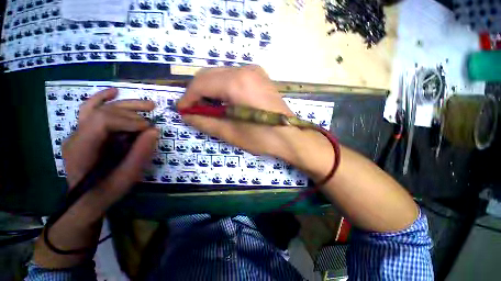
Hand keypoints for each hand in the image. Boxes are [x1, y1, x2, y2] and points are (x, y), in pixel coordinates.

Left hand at [34, 88, 158, 267]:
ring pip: (98, 107)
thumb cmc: (105, 191)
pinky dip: (103, 98)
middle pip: (102, 111)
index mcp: (82, 148)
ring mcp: (78, 132)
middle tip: (152, 115)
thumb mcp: (126, 176)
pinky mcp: (84, 132)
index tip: (148, 127)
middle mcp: (76, 135)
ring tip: (148, 105)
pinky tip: (115, 92)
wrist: (85, 200)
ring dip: (125, 104)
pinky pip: (90, 110)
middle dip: (131, 112)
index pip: (102, 121)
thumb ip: (140, 153)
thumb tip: (155, 130)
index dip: (128, 120)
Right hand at [178, 66, 333, 178]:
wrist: (291, 136)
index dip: (188, 98)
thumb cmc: (262, 137)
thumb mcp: (231, 132)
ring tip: (208, 108)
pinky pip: (233, 77)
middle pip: (209, 75)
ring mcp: (254, 71)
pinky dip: (223, 88)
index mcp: (237, 83)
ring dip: (209, 90)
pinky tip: (224, 102)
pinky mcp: (259, 77)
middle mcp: (245, 70)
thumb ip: (205, 122)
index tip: (182, 110)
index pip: (201, 84)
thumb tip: (187, 115)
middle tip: (194, 110)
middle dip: (197, 93)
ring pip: (220, 75)